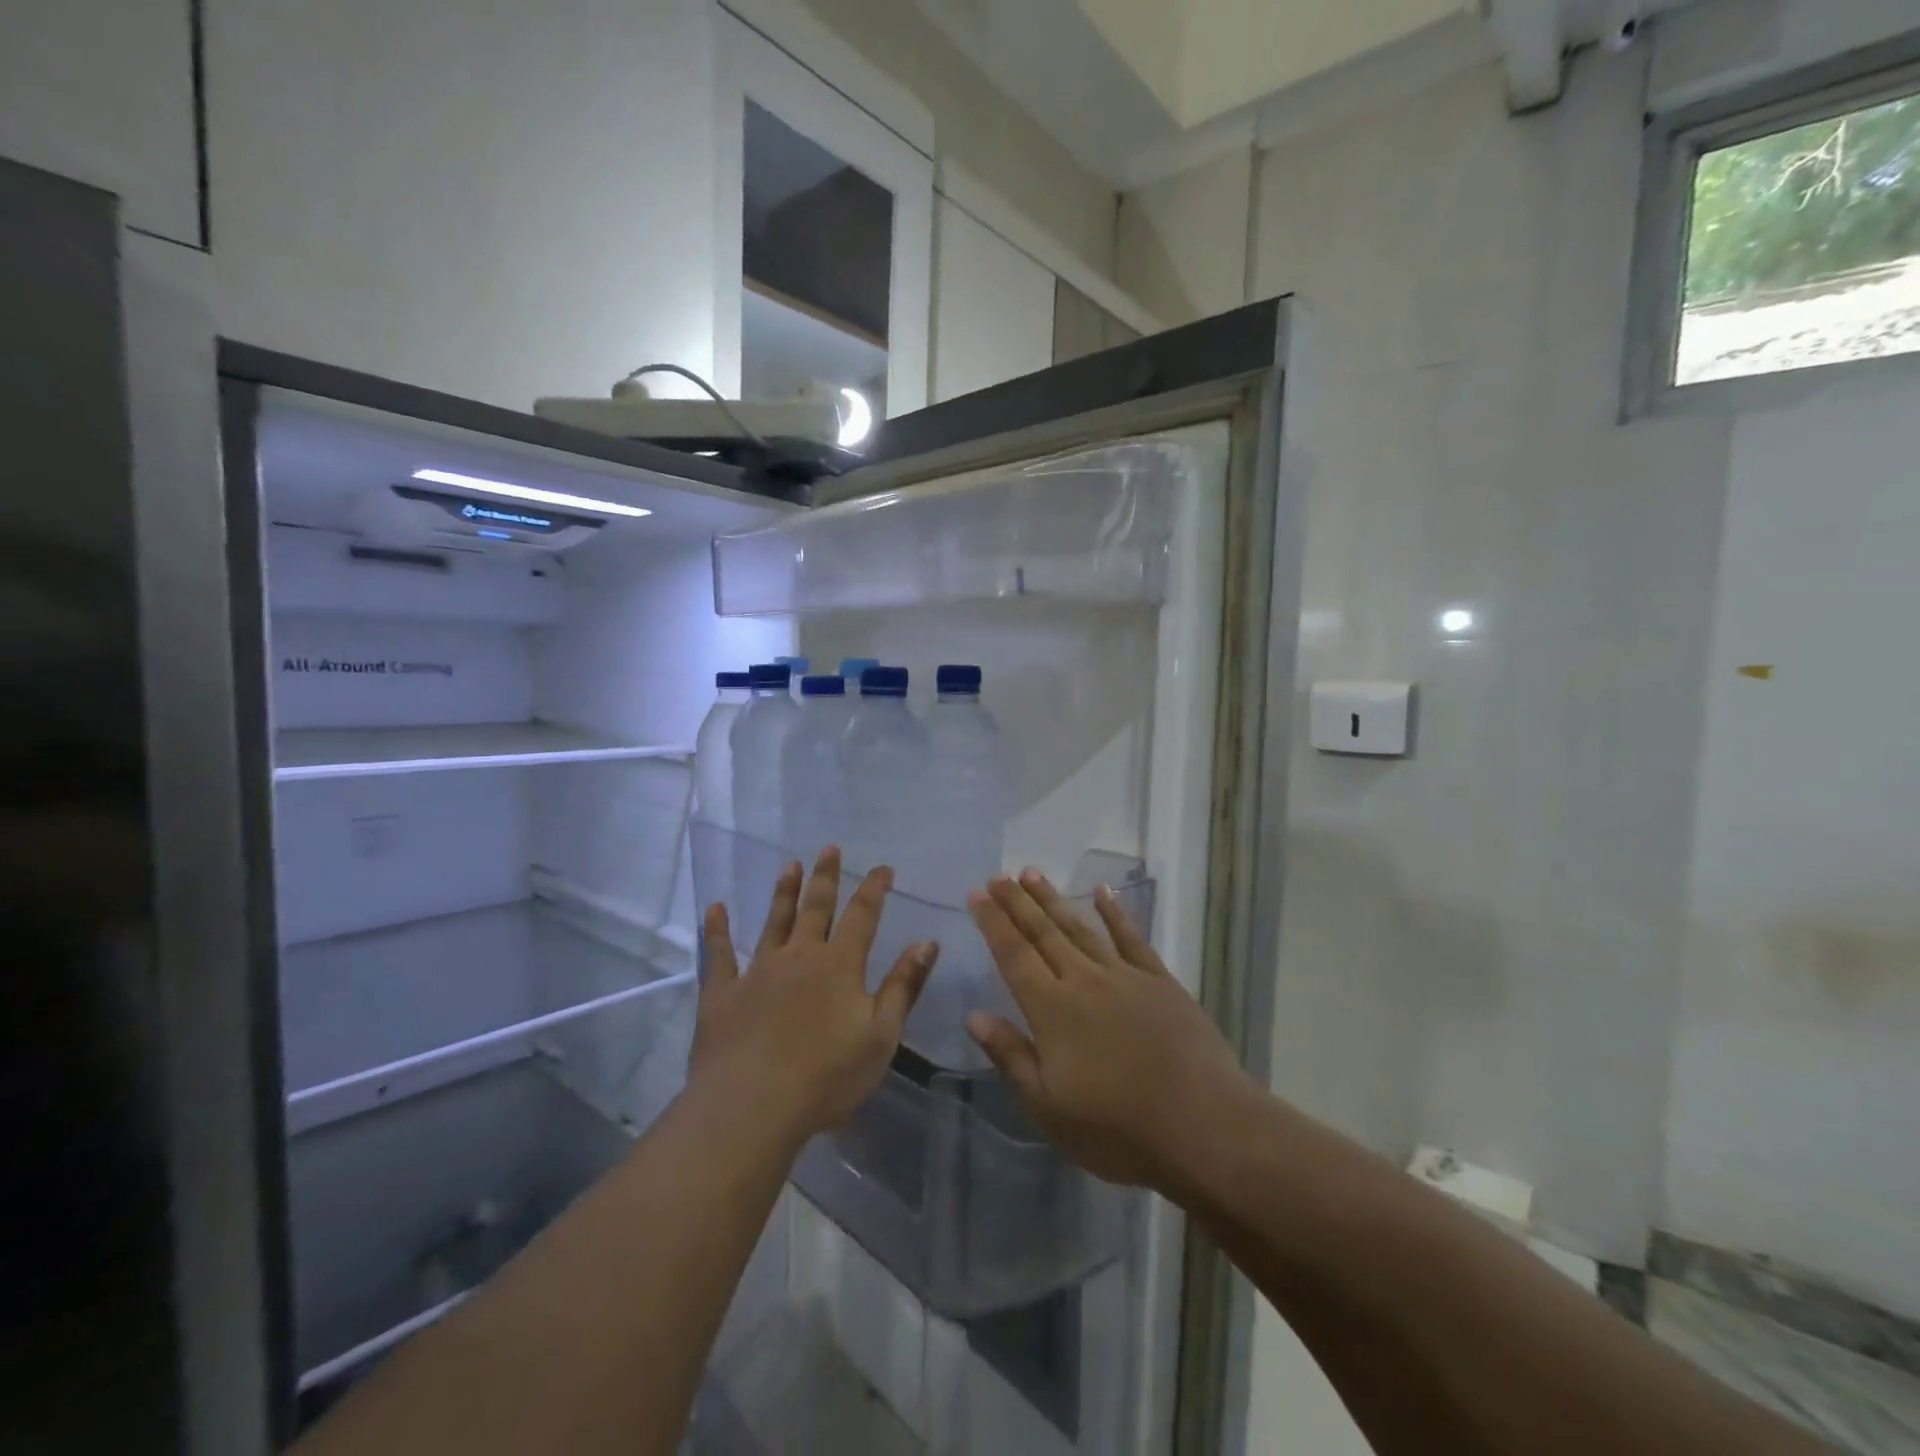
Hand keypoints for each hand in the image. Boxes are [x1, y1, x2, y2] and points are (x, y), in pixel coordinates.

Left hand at [692, 847, 938, 1148]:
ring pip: (774, 921)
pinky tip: (715, 908)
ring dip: (783, 892)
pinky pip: (719, 954)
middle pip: (816, 907)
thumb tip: (927, 942)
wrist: (752, 1106)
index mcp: (840, 965)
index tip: (882, 867)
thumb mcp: (881, 1035)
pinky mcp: (723, 993)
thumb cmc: (826, 1076)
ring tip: (790, 865)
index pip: (863, 915)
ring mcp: (758, 972)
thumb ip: (904, 986)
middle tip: (828, 848)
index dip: (874, 889)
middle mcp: (800, 956)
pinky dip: (717, 930)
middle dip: (825, 877)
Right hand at [966, 869, 1256, 1192]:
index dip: (993, 922)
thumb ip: (1011, 1055)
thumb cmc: (1118, 1126)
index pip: (1013, 955)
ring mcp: (1124, 976)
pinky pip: (1131, 938)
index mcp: (1052, 1009)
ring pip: (1080, 928)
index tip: (976, 894)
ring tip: (1032, 873)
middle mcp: (1083, 980)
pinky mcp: (1159, 981)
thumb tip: (974, 1014)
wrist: (1203, 1123)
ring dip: (1054, 899)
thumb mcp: (1048, 1107)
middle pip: (1043, 932)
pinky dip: (1115, 913)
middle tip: (997, 875)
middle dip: (1017, 902)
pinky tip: (1103, 893)